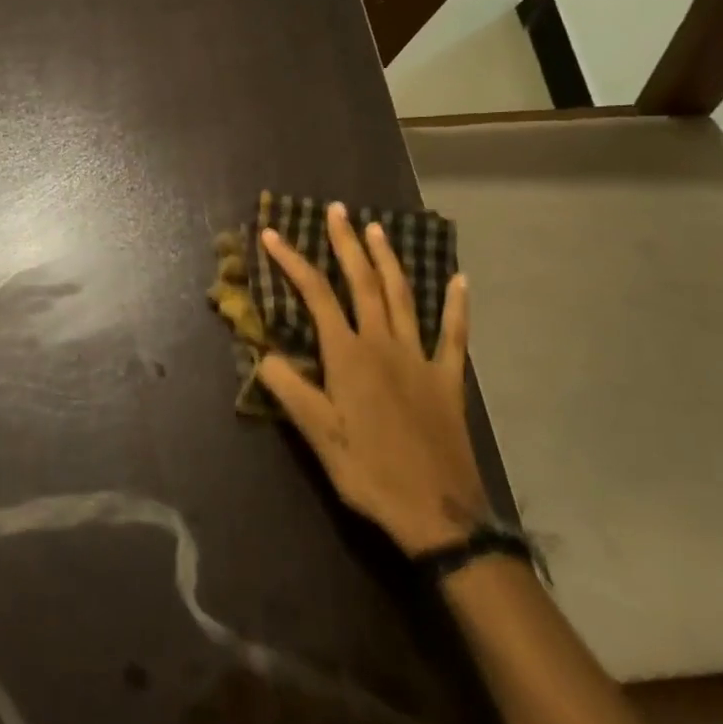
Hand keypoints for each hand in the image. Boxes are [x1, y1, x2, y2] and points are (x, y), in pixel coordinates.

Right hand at [256, 204, 486, 555]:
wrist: (437, 513)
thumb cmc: (369, 472)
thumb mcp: (317, 436)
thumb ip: (289, 389)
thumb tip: (262, 352)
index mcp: (348, 356)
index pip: (316, 296)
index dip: (293, 262)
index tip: (272, 235)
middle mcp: (383, 344)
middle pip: (363, 283)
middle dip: (347, 243)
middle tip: (337, 210)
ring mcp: (420, 357)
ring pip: (403, 296)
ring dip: (389, 260)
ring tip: (377, 229)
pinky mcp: (448, 378)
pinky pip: (455, 334)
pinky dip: (457, 305)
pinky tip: (460, 280)